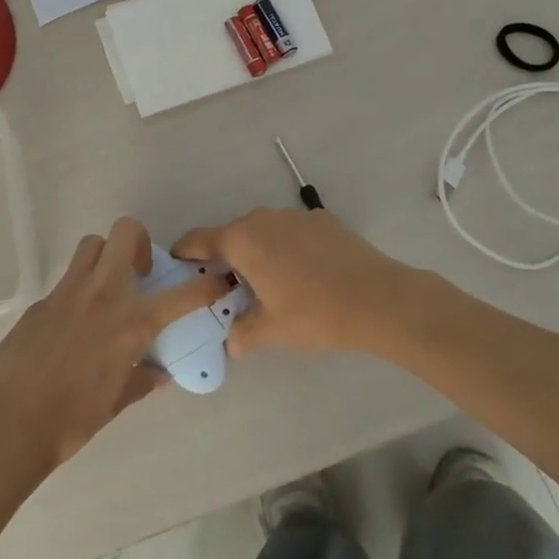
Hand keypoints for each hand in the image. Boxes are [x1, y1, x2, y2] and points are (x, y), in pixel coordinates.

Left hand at [0, 217, 228, 481]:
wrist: (5, 426)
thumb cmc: (70, 421)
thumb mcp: (115, 402)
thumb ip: (142, 380)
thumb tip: (158, 372)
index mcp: (130, 323)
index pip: (182, 295)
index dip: (207, 286)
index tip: (218, 280)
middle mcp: (102, 295)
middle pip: (125, 233)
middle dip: (141, 243)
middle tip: (141, 275)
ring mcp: (67, 293)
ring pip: (92, 246)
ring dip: (106, 257)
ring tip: (108, 291)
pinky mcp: (40, 302)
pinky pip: (67, 281)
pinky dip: (80, 291)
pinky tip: (73, 327)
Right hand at [173, 207, 415, 356]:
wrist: (379, 299)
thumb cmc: (314, 314)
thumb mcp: (271, 330)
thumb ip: (242, 333)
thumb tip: (232, 343)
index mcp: (241, 240)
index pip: (198, 240)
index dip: (184, 253)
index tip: (178, 266)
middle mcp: (262, 219)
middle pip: (231, 236)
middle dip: (226, 260)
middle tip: (230, 290)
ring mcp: (294, 215)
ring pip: (263, 232)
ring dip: (259, 253)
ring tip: (271, 284)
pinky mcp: (322, 219)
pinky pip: (291, 232)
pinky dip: (287, 249)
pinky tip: (306, 275)